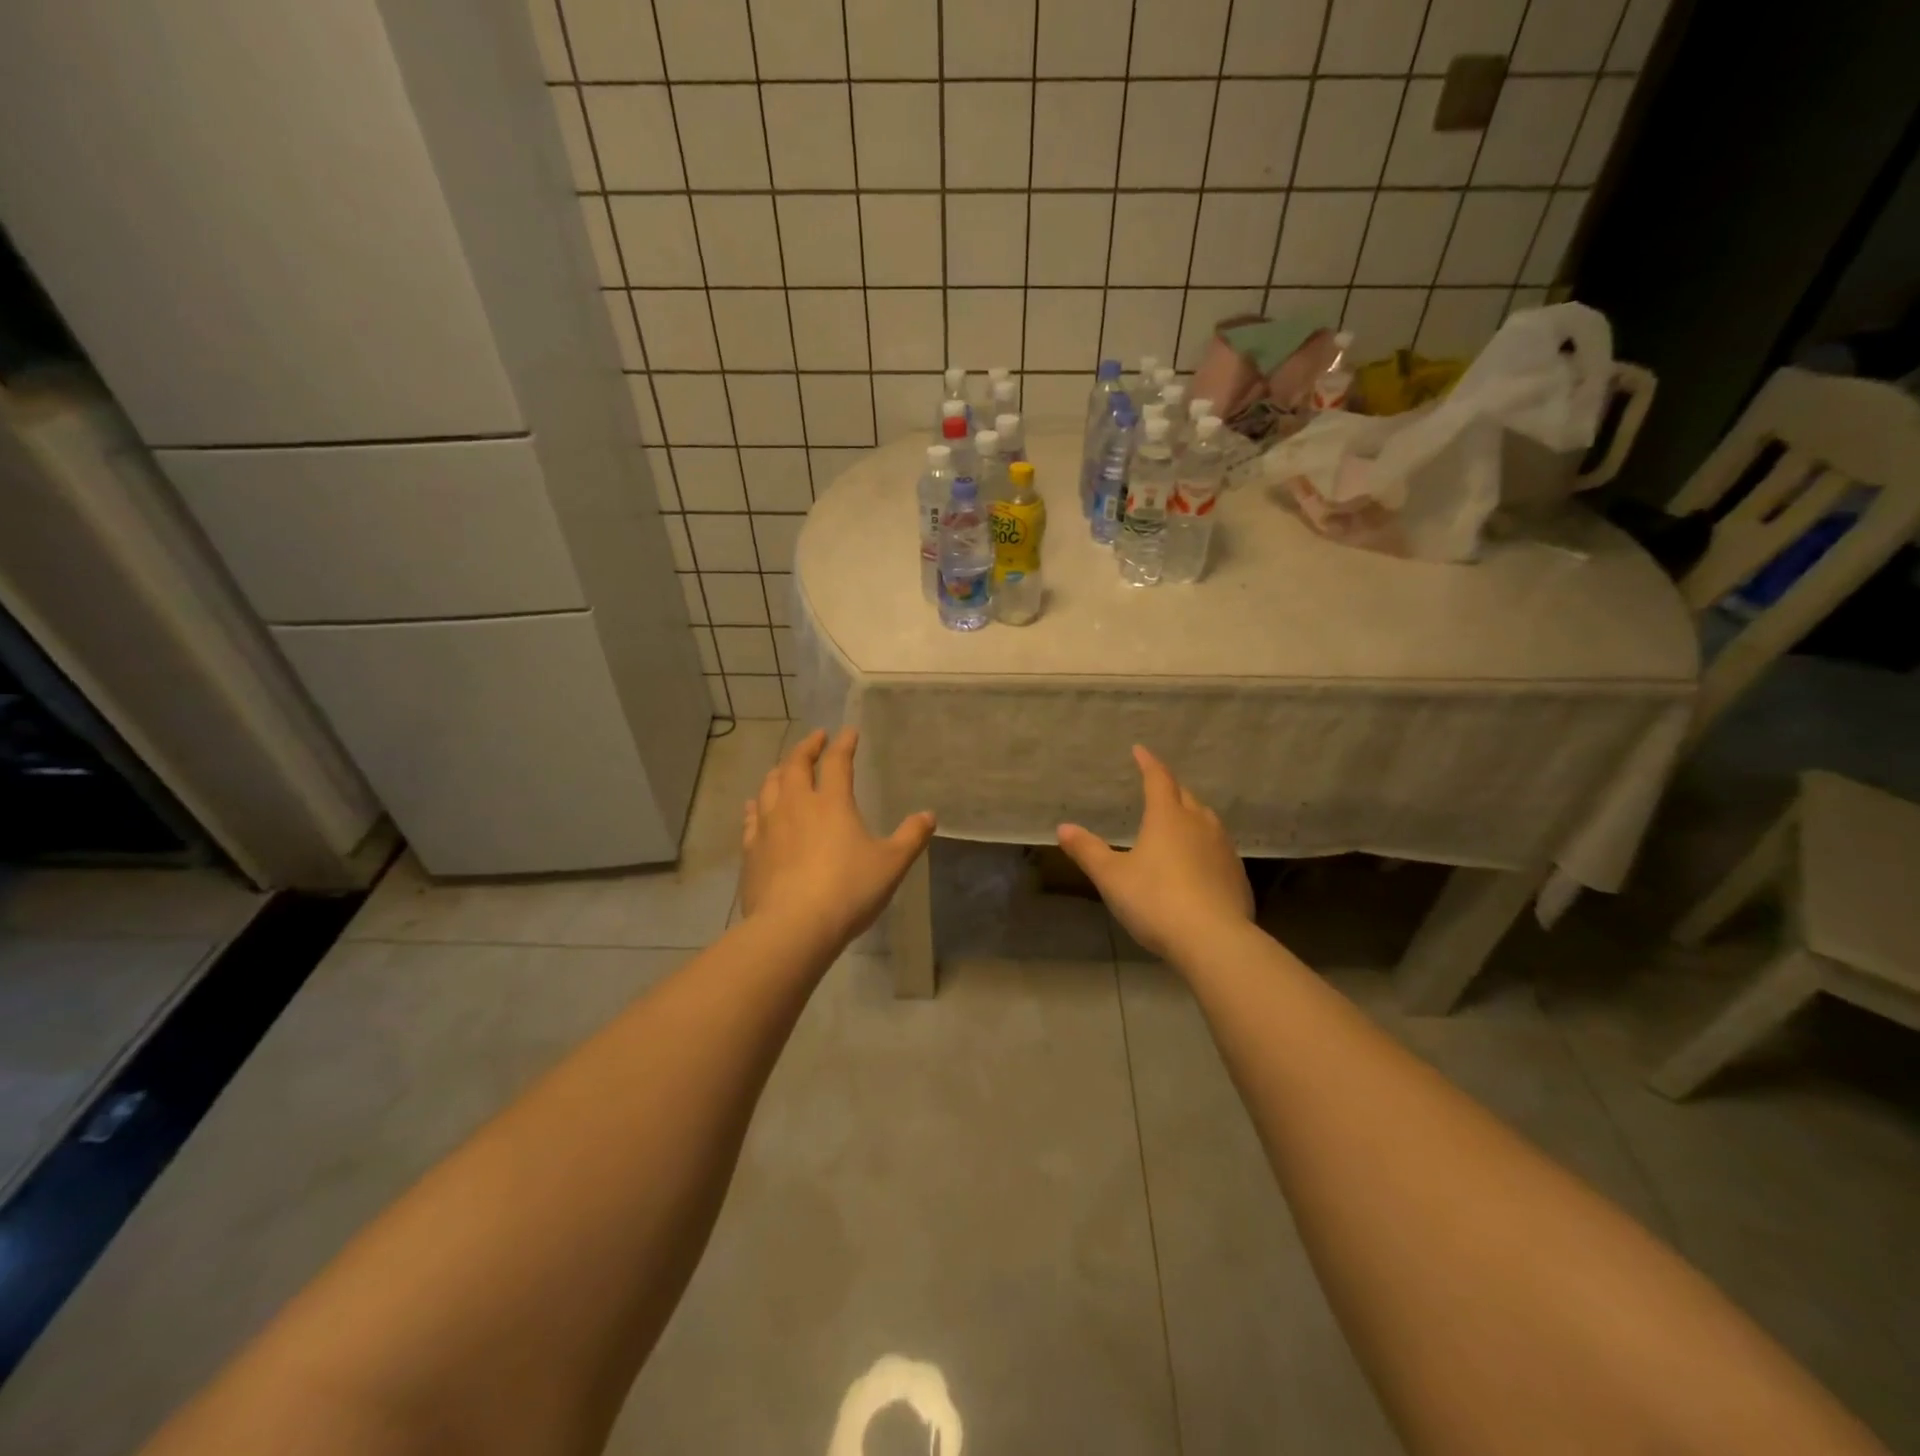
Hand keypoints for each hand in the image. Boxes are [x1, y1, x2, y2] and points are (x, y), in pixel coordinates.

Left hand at [739, 728, 935, 945]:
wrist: (793, 927)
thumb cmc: (848, 891)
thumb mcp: (891, 865)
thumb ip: (911, 837)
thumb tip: (928, 815)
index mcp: (832, 802)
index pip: (837, 762)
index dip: (844, 744)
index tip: (848, 732)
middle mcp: (796, 805)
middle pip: (795, 765)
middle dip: (806, 748)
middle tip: (815, 738)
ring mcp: (769, 827)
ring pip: (769, 787)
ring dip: (779, 772)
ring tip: (784, 768)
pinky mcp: (751, 851)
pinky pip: (751, 819)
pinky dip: (755, 806)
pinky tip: (754, 807)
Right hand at [1056, 745, 1252, 962]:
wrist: (1214, 940)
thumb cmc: (1155, 900)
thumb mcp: (1112, 877)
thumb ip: (1088, 851)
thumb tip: (1063, 828)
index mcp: (1167, 817)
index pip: (1158, 779)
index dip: (1148, 763)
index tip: (1140, 750)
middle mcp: (1199, 824)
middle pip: (1185, 797)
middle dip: (1170, 789)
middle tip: (1157, 788)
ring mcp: (1223, 849)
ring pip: (1206, 821)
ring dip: (1191, 816)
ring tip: (1178, 823)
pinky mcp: (1237, 875)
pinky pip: (1218, 849)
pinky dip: (1204, 846)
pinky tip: (1197, 864)